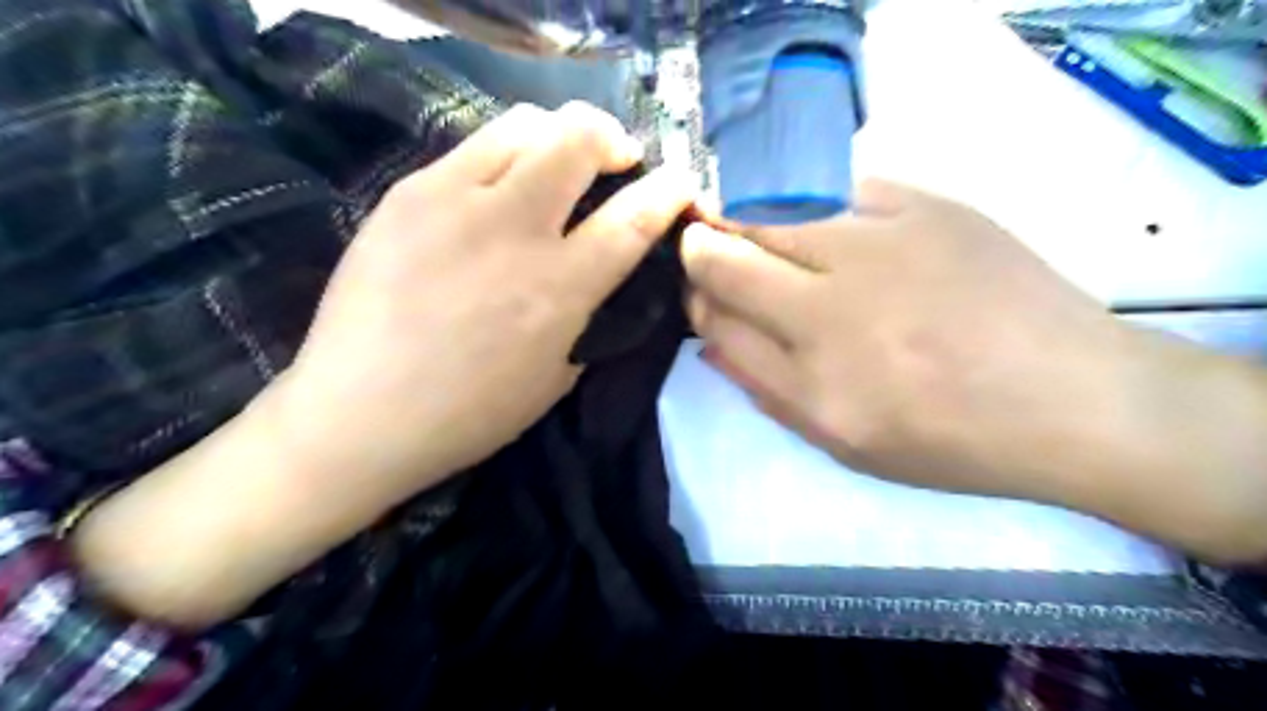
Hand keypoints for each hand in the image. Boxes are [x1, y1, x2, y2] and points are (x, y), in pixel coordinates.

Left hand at [271, 100, 695, 503]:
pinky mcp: (407, 192)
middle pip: (578, 137)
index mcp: (559, 287)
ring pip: (524, 123)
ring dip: (557, 137)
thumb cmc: (469, 412)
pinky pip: (471, 146)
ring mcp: (453, 200)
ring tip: (555, 166)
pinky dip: (505, 155)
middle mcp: (513, 228)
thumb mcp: (556, 377)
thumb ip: (588, 316)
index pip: (634, 218)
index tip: (681, 180)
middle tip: (614, 161)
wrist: (358, 413)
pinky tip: (497, 191)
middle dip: (611, 138)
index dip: (668, 190)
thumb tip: (600, 276)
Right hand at [688, 180, 1143, 504]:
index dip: (695, 294)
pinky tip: (830, 223)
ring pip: (773, 209)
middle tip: (714, 249)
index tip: (699, 289)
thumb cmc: (946, 437)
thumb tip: (707, 332)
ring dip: (752, 220)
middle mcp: (835, 305)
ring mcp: (881, 245)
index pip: (715, 313)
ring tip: (769, 233)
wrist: (1070, 396)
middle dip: (705, 248)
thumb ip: (762, 384)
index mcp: (814, 377)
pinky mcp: (926, 205)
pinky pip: (836, 187)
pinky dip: (815, 204)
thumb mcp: (840, 439)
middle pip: (730, 253)